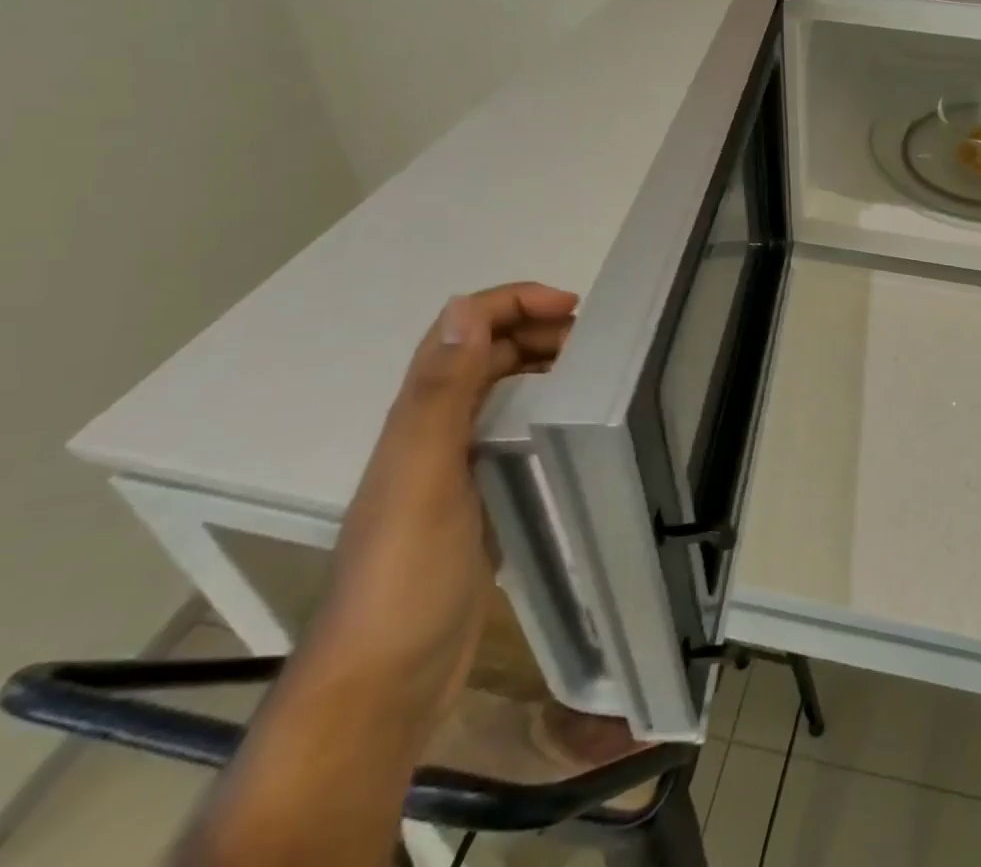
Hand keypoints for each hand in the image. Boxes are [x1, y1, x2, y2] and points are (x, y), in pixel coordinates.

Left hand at [307, 283, 578, 731]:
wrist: (385, 679)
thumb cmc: (405, 571)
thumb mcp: (423, 473)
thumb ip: (440, 392)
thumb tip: (464, 307)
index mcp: (420, 414)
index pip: (463, 328)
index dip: (513, 302)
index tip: (573, 308)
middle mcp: (434, 430)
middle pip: (485, 354)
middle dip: (536, 328)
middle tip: (595, 340)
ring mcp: (454, 466)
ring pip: (499, 391)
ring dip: (540, 365)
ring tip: (592, 371)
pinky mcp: (476, 499)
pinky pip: (511, 434)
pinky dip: (541, 412)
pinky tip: (570, 427)